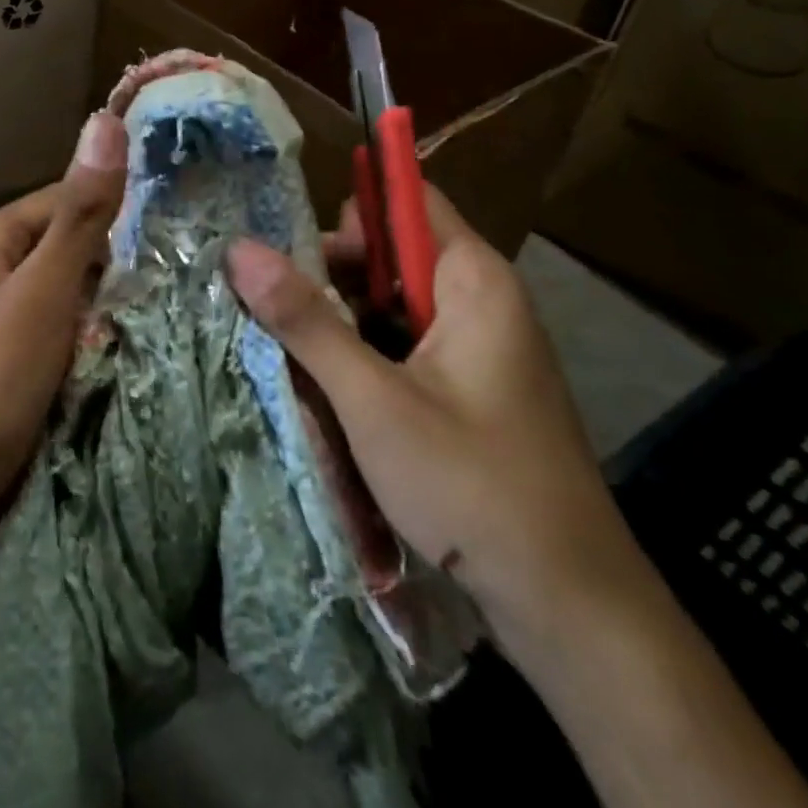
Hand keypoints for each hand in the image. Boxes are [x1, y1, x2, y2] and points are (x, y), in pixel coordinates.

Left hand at [0, 110, 127, 523]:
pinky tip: (109, 354)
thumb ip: (81, 213)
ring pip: (61, 288)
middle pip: (65, 244)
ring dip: (99, 304)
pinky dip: (80, 336)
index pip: (67, 198)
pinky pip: (50, 326)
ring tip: (149, 323)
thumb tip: (104, 120)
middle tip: (166, 291)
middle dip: (110, 267)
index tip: (171, 243)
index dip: (117, 217)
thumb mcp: (44, 292)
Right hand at [224, 185, 635, 646]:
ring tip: (291, 356)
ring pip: (393, 305)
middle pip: (392, 254)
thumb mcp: (372, 399)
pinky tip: (329, 391)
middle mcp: (480, 299)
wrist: (568, 606)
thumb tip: (239, 248)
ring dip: (343, 323)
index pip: (406, 201)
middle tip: (278, 316)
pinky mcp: (470, 387)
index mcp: (472, 279)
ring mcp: (478, 346)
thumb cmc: (471, 485)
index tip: (290, 249)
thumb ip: (305, 320)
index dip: (347, 214)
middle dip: (333, 276)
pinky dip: (366, 357)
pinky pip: (406, 346)